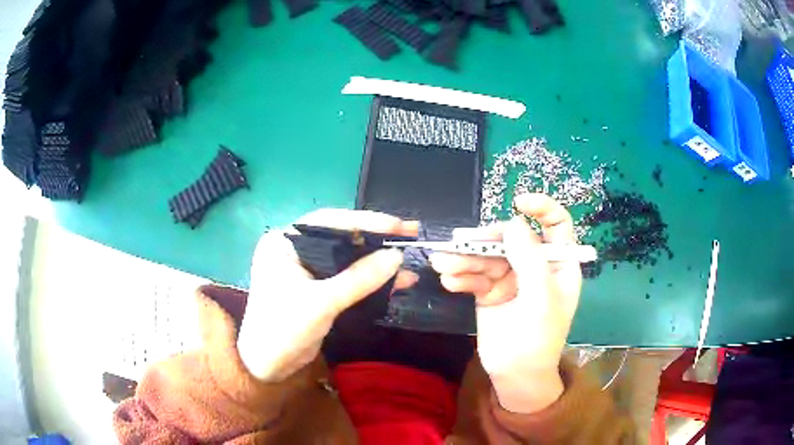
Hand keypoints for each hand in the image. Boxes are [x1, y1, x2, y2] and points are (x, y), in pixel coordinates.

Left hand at [238, 209, 418, 381]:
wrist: (268, 366)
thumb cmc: (284, 328)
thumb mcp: (322, 302)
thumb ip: (359, 278)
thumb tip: (397, 256)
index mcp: (284, 242)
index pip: (328, 222)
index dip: (366, 221)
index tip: (397, 225)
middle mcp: (295, 250)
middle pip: (341, 238)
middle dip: (376, 239)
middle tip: (410, 234)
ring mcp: (307, 270)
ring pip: (348, 259)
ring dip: (378, 262)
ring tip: (411, 259)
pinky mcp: (318, 289)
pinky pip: (348, 278)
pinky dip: (371, 281)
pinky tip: (398, 281)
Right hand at [430, 193, 581, 412]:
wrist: (515, 375)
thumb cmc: (539, 339)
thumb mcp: (540, 299)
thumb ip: (530, 260)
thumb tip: (514, 222)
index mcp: (558, 264)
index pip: (556, 225)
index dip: (542, 208)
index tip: (519, 202)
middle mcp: (535, 265)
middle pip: (511, 239)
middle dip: (485, 241)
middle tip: (459, 242)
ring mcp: (511, 277)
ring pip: (486, 256)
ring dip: (464, 259)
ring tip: (443, 264)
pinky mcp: (489, 290)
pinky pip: (474, 275)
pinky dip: (461, 276)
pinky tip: (449, 282)